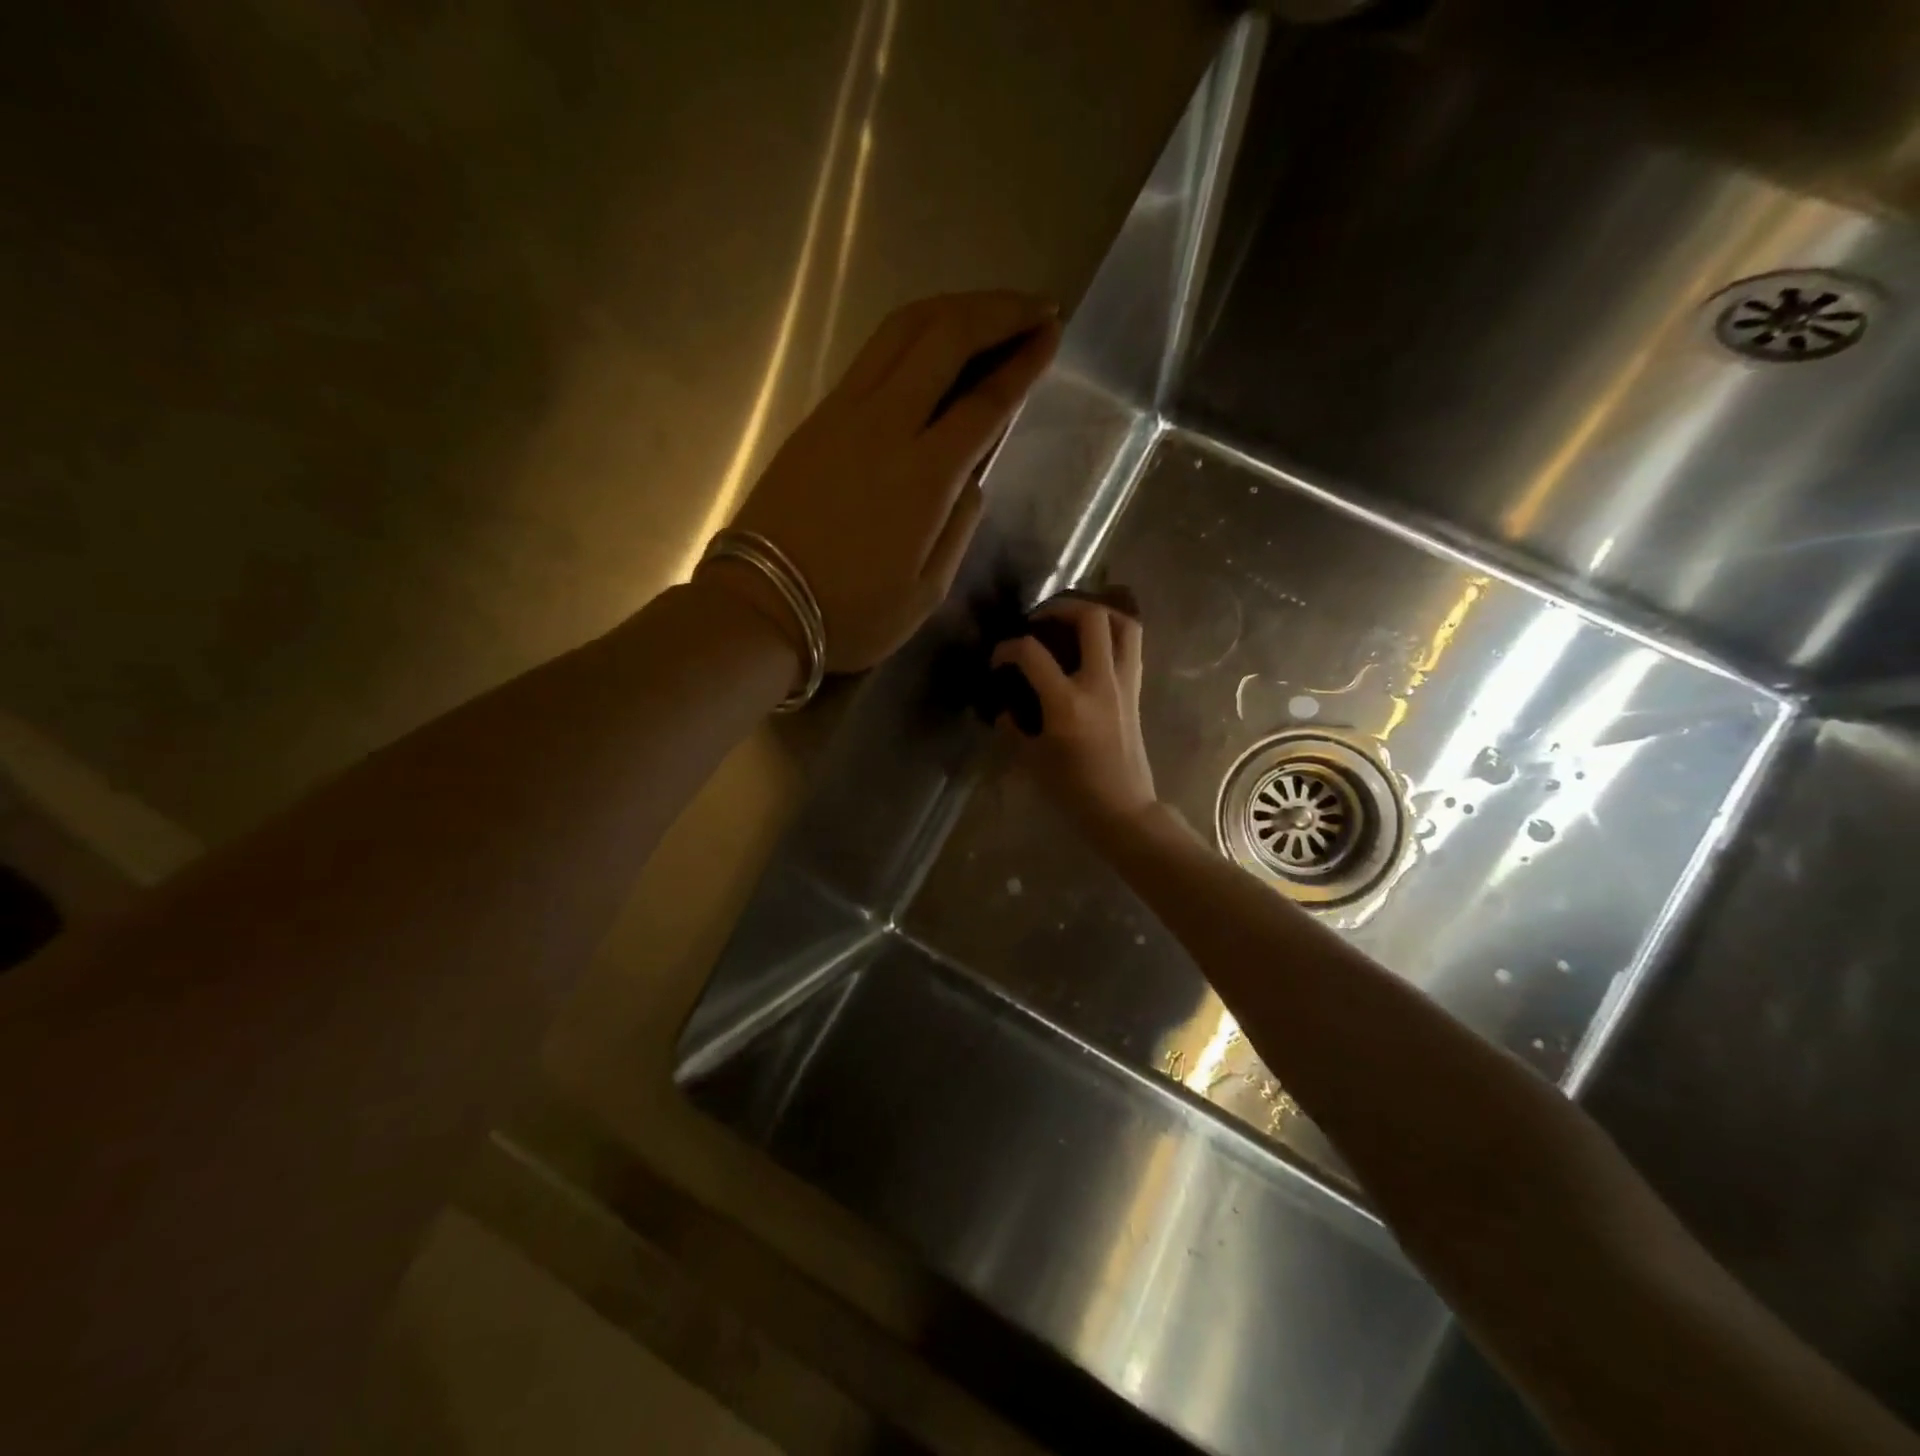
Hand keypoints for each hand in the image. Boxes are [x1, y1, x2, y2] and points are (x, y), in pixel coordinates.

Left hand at [708, 291, 1060, 672]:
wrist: (761, 606)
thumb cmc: (851, 613)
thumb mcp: (926, 592)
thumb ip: (959, 526)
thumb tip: (971, 477)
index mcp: (924, 476)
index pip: (986, 399)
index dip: (1024, 361)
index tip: (1053, 333)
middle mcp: (886, 425)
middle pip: (946, 337)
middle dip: (999, 311)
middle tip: (1037, 307)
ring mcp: (844, 413)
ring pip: (903, 330)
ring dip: (954, 309)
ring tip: (992, 310)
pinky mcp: (817, 416)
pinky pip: (874, 353)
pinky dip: (914, 331)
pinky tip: (934, 341)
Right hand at [991, 597, 1157, 834]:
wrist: (1123, 809)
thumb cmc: (1074, 791)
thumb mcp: (1032, 761)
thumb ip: (1013, 729)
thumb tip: (1005, 709)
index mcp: (1067, 703)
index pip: (1032, 654)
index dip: (1008, 648)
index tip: (998, 659)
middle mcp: (1100, 684)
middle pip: (1091, 619)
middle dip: (1061, 607)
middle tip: (1040, 619)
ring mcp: (1124, 684)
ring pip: (1123, 624)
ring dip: (1097, 612)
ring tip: (1073, 620)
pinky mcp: (1136, 691)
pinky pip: (1131, 646)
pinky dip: (1113, 633)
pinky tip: (1092, 645)